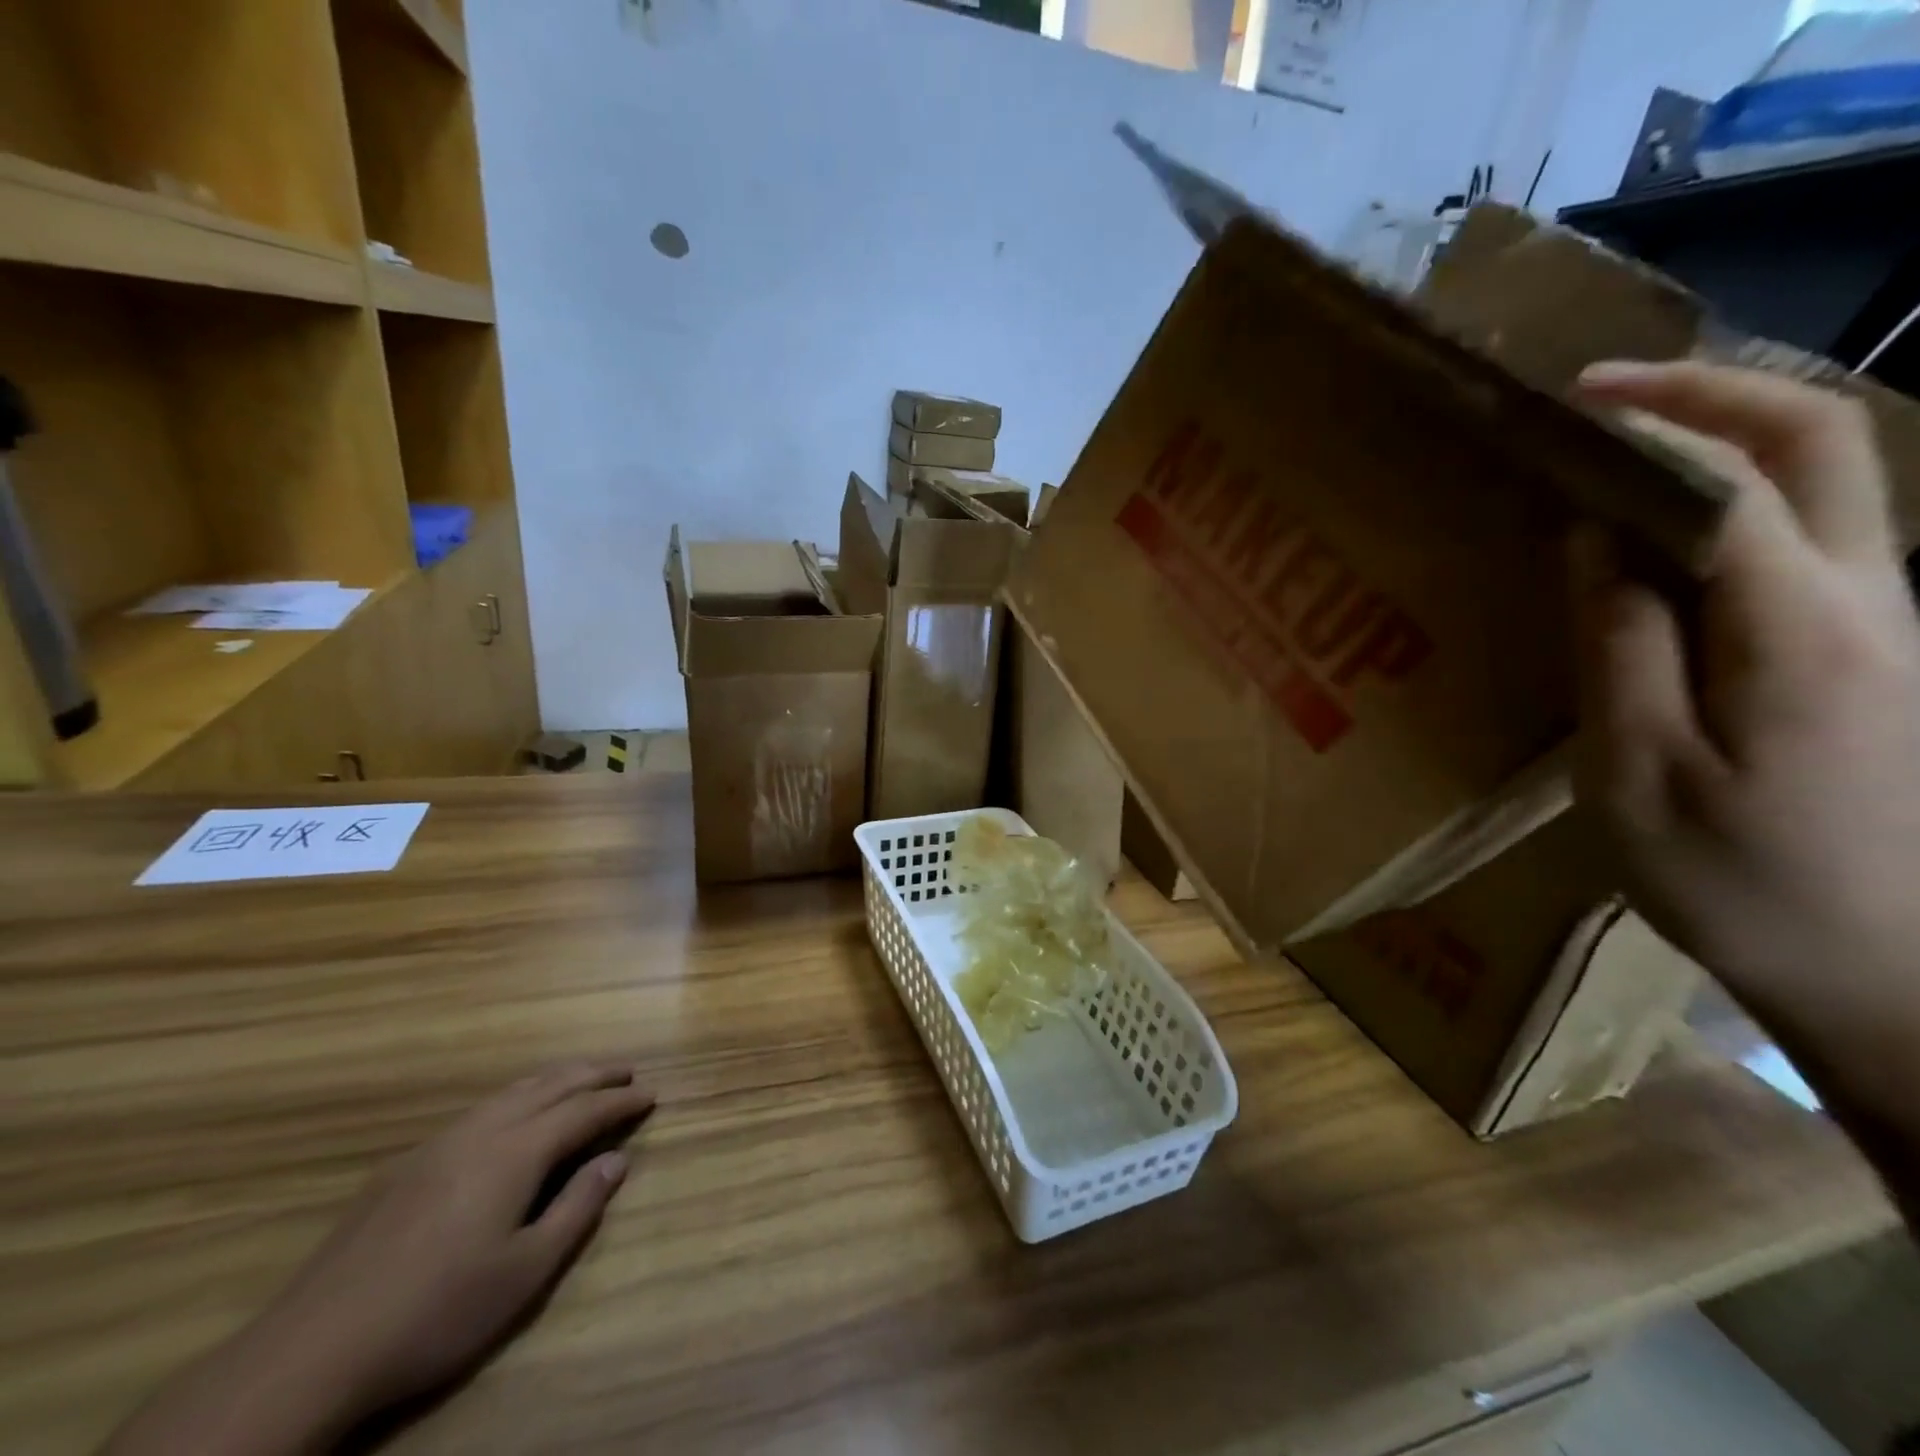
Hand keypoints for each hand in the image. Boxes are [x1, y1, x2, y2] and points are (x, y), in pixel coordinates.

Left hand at [107, 1061, 654, 1455]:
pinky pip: (479, 1110)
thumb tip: (617, 1160)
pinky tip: (512, 1115)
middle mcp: (481, 1132)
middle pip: (549, 1086)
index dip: (620, 1101)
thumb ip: (577, 1209)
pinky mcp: (405, 1165)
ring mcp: (438, 1144)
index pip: (584, 1111)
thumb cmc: (436, 1313)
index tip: (651, 1094)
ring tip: (580, 1078)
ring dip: (554, 1079)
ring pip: (510, 1092)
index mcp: (515, 1153)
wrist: (311, 1351)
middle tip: (626, 1070)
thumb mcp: (525, 1272)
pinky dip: (516, 1098)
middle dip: (593, 1074)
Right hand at [1569, 359, 1919, 1130]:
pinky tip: (1667, 528)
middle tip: (1604, 391)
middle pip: (1824, 443)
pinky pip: (1816, 538)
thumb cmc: (1740, 882)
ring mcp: (1893, 623)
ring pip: (1835, 481)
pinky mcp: (1880, 652)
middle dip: (1713, 392)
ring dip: (1731, 437)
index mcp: (1802, 631)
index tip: (1565, 406)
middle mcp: (1876, 600)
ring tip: (1625, 443)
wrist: (1897, 975)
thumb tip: (1593, 537)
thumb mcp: (1635, 771)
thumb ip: (1617, 645)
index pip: (1734, 480)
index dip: (1651, 425)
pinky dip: (1740, 500)